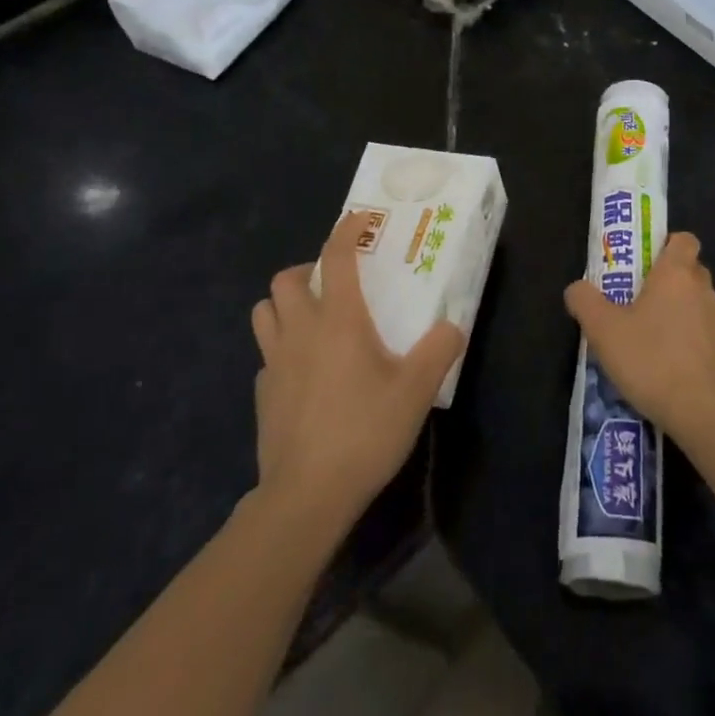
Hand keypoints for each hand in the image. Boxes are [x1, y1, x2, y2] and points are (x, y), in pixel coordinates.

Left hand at [250, 212, 465, 526]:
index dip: (346, 231)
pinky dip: (282, 351)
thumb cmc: (364, 432)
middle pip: (286, 280)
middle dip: (308, 270)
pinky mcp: (262, 395)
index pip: (336, 257)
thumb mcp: (417, 390)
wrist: (306, 496)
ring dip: (285, 306)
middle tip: (334, 284)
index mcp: (339, 320)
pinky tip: (304, 373)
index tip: (359, 219)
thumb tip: (452, 326)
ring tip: (312, 320)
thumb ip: (440, 350)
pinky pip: (266, 356)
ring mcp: (274, 364)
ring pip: (264, 313)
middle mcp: (301, 331)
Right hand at [564, 232, 714, 442]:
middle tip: (639, 304)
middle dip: (668, 282)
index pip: (683, 240)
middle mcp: (704, 290)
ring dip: (680, 315)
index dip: (666, 246)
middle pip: (690, 271)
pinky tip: (671, 370)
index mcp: (676, 274)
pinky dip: (692, 344)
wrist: (705, 413)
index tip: (646, 265)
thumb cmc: (652, 360)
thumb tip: (576, 288)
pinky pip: (708, 336)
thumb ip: (585, 302)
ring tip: (652, 343)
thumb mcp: (603, 331)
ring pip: (699, 305)